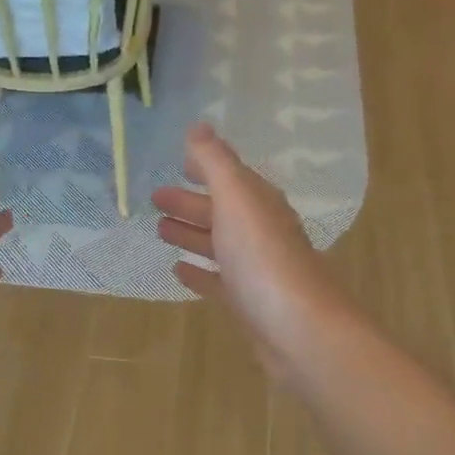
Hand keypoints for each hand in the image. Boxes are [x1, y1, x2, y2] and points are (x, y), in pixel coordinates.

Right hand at [153, 123, 345, 377]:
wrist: (299, 328)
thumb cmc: (264, 258)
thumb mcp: (236, 200)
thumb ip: (215, 163)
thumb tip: (199, 126)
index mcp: (259, 203)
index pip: (231, 176)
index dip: (207, 166)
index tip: (180, 161)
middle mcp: (261, 231)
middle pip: (222, 210)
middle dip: (191, 202)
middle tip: (155, 199)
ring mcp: (256, 269)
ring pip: (219, 244)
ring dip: (191, 234)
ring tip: (159, 230)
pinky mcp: (249, 303)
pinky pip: (219, 280)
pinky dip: (199, 272)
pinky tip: (178, 271)